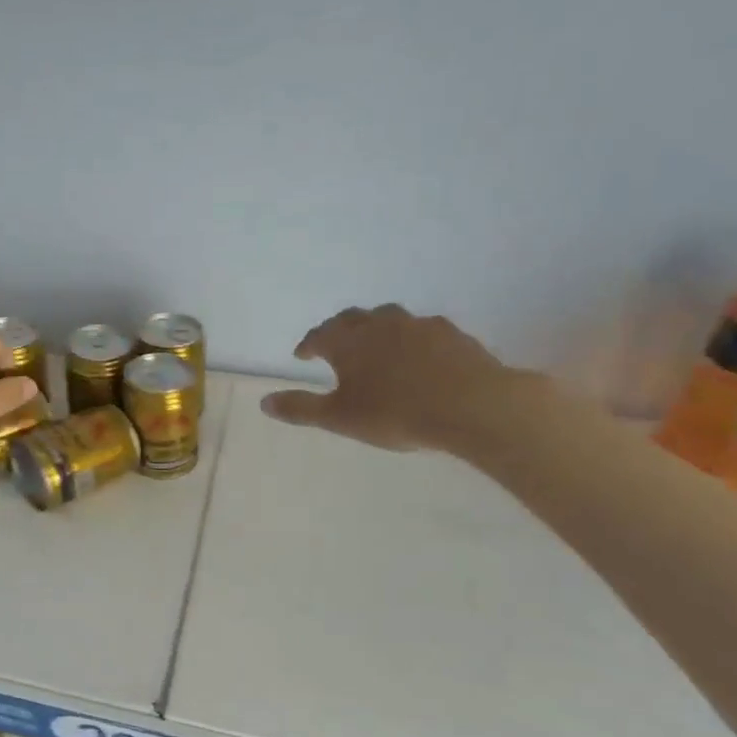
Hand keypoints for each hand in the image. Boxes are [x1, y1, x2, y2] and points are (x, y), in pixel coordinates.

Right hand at [261, 304, 519, 452]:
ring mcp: (419, 325)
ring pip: (389, 319)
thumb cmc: (395, 413)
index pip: (319, 335)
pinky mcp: (452, 334)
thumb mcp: (339, 418)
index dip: (308, 345)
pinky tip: (418, 357)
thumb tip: (264, 402)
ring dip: (376, 329)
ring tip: (376, 347)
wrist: (472, 406)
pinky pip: (423, 331)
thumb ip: (301, 409)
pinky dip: (411, 340)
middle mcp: (380, 324)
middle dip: (339, 330)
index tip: (302, 355)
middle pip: (353, 318)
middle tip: (335, 346)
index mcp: (348, 340)